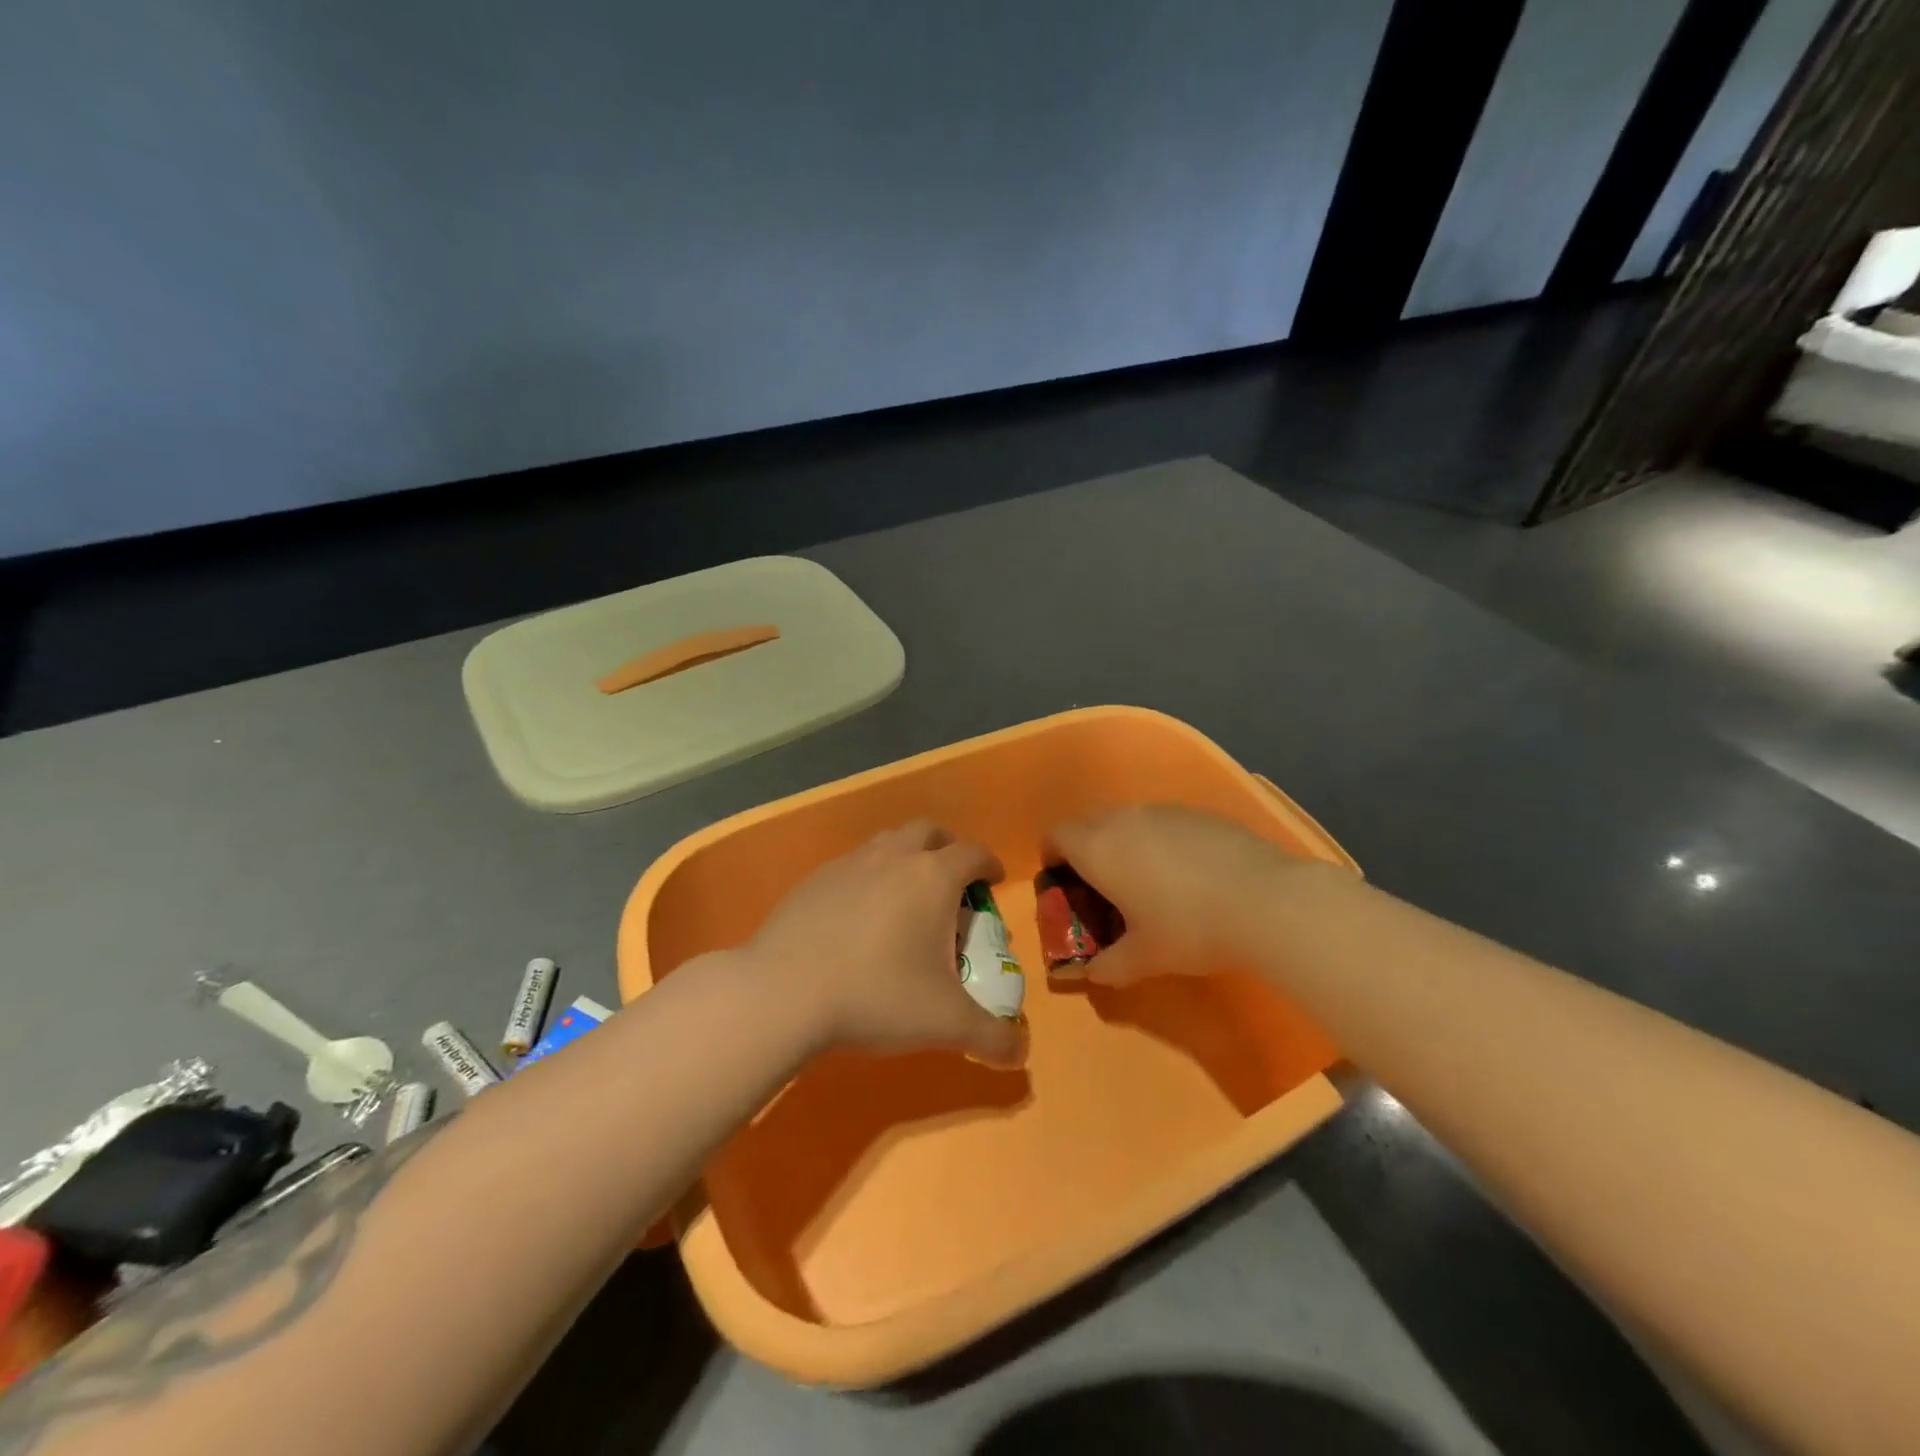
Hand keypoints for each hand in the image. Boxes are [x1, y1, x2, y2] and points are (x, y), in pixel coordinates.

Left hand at [746, 820, 1025, 1067]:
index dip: (989, 864)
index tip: (992, 881)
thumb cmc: (876, 995)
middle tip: (951, 882)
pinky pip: (853, 865)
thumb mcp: (945, 1023)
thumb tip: (1021, 1054)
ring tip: (906, 896)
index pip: (973, 853)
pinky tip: (859, 916)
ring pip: (888, 842)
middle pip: (929, 832)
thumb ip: (992, 1037)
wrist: (784, 991)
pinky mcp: (814, 879)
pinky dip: (868, 877)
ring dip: (906, 857)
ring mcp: (850, 863)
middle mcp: (893, 857)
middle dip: (947, 849)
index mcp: (932, 877)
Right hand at [1046, 805, 1301, 984]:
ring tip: (1149, 883)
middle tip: (1103, 889)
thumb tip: (1093, 973)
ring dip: (1125, 844)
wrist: (1266, 901)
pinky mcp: (1199, 813)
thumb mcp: (1144, 959)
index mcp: (1098, 848)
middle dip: (1087, 851)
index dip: (1052, 857)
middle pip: (1089, 824)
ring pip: (1128, 821)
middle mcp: (1124, 819)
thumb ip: (1109, 965)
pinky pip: (1164, 822)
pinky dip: (1161, 842)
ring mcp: (1164, 811)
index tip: (1064, 884)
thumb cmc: (1189, 929)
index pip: (1056, 835)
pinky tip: (1189, 875)